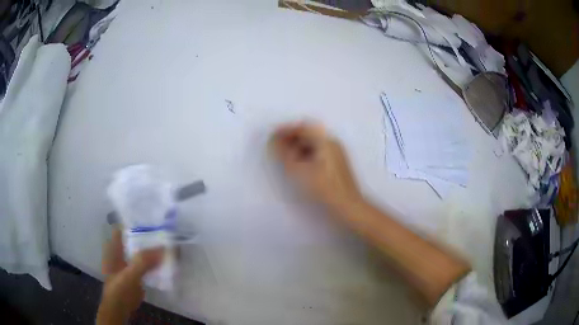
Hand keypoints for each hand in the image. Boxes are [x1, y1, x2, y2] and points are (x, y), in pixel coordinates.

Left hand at [97, 228, 162, 324]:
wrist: (120, 307)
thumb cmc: (119, 289)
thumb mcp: (129, 275)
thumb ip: (143, 262)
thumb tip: (164, 248)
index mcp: (114, 246)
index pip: (124, 227)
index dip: (136, 221)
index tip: (152, 218)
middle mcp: (121, 250)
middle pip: (135, 238)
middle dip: (149, 235)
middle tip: (166, 231)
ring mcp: (129, 261)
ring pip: (142, 251)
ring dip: (153, 249)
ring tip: (170, 243)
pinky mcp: (137, 272)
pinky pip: (147, 263)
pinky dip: (156, 261)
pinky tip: (167, 260)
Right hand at [271, 122, 361, 209]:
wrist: (348, 205)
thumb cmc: (325, 188)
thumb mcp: (299, 171)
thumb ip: (284, 154)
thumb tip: (273, 142)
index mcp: (325, 141)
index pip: (303, 127)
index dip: (286, 130)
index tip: (273, 136)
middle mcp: (332, 143)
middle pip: (309, 134)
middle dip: (291, 138)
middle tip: (277, 146)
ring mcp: (337, 153)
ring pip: (314, 144)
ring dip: (298, 146)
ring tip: (285, 156)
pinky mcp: (337, 164)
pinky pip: (318, 152)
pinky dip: (306, 154)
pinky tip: (299, 165)